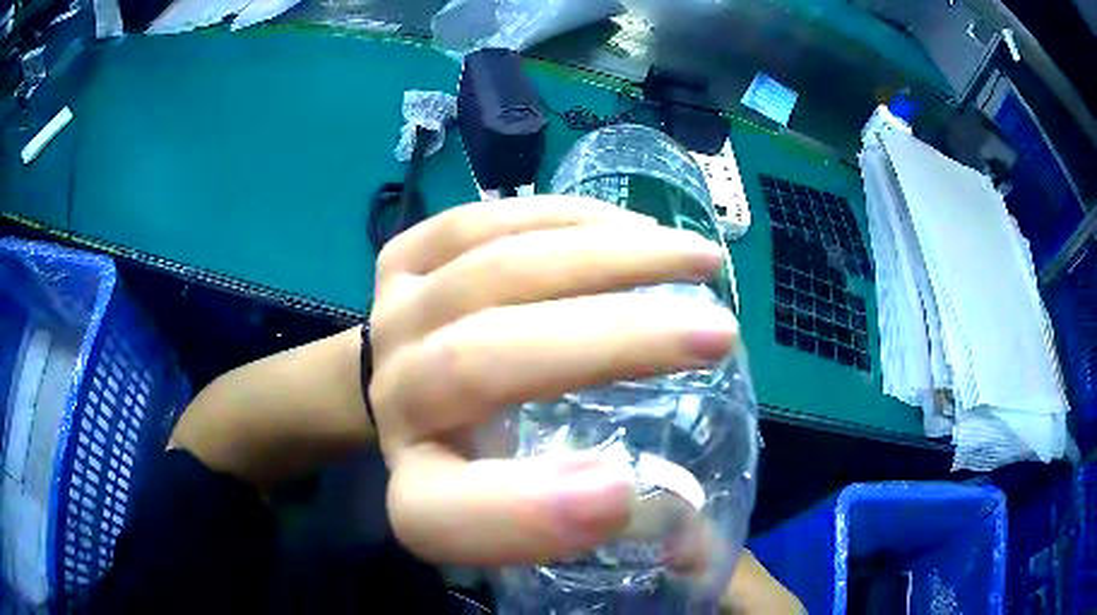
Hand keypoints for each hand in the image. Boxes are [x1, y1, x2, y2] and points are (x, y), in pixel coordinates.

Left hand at [368, 196, 738, 565]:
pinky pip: (478, 223)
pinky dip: (568, 218)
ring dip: (610, 258)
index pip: (437, 517)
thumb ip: (605, 528)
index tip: (627, 494)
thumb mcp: (523, 509)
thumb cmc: (483, 456)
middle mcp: (393, 403)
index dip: (522, 515)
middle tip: (718, 334)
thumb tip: (701, 541)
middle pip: (478, 362)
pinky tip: (633, 227)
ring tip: (697, 261)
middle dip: (613, 342)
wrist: (406, 385)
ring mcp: (391, 317)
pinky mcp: (399, 260)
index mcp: (419, 487)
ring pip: (491, 272)